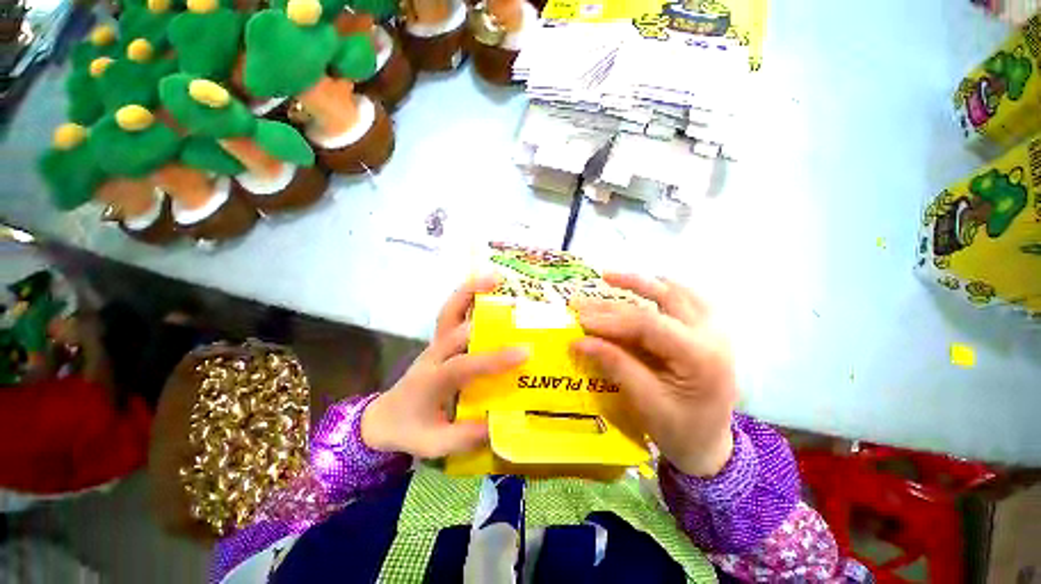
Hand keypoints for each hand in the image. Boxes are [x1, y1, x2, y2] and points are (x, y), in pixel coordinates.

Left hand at [362, 275, 528, 457]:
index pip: (463, 366)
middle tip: (519, 306)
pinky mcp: (437, 348)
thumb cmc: (409, 432)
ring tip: (496, 277)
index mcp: (431, 382)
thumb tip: (501, 424)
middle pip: (453, 326)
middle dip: (484, 315)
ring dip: (469, 293)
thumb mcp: (436, 444)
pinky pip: (451, 319)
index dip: (492, 359)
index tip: (524, 353)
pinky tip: (488, 293)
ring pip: (448, 314)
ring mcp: (433, 349)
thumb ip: (466, 437)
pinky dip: (467, 301)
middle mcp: (432, 358)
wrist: (382, 421)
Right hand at [571, 273, 736, 476]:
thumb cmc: (680, 432)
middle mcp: (714, 333)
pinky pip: (692, 299)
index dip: (612, 318)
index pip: (651, 324)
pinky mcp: (716, 331)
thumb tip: (580, 341)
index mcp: (701, 356)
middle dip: (623, 294)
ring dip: (647, 283)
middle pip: (666, 299)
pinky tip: (649, 288)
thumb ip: (617, 367)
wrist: (711, 445)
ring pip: (681, 292)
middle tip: (587, 297)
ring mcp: (719, 329)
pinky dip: (667, 291)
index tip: (579, 318)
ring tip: (612, 278)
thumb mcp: (647, 404)